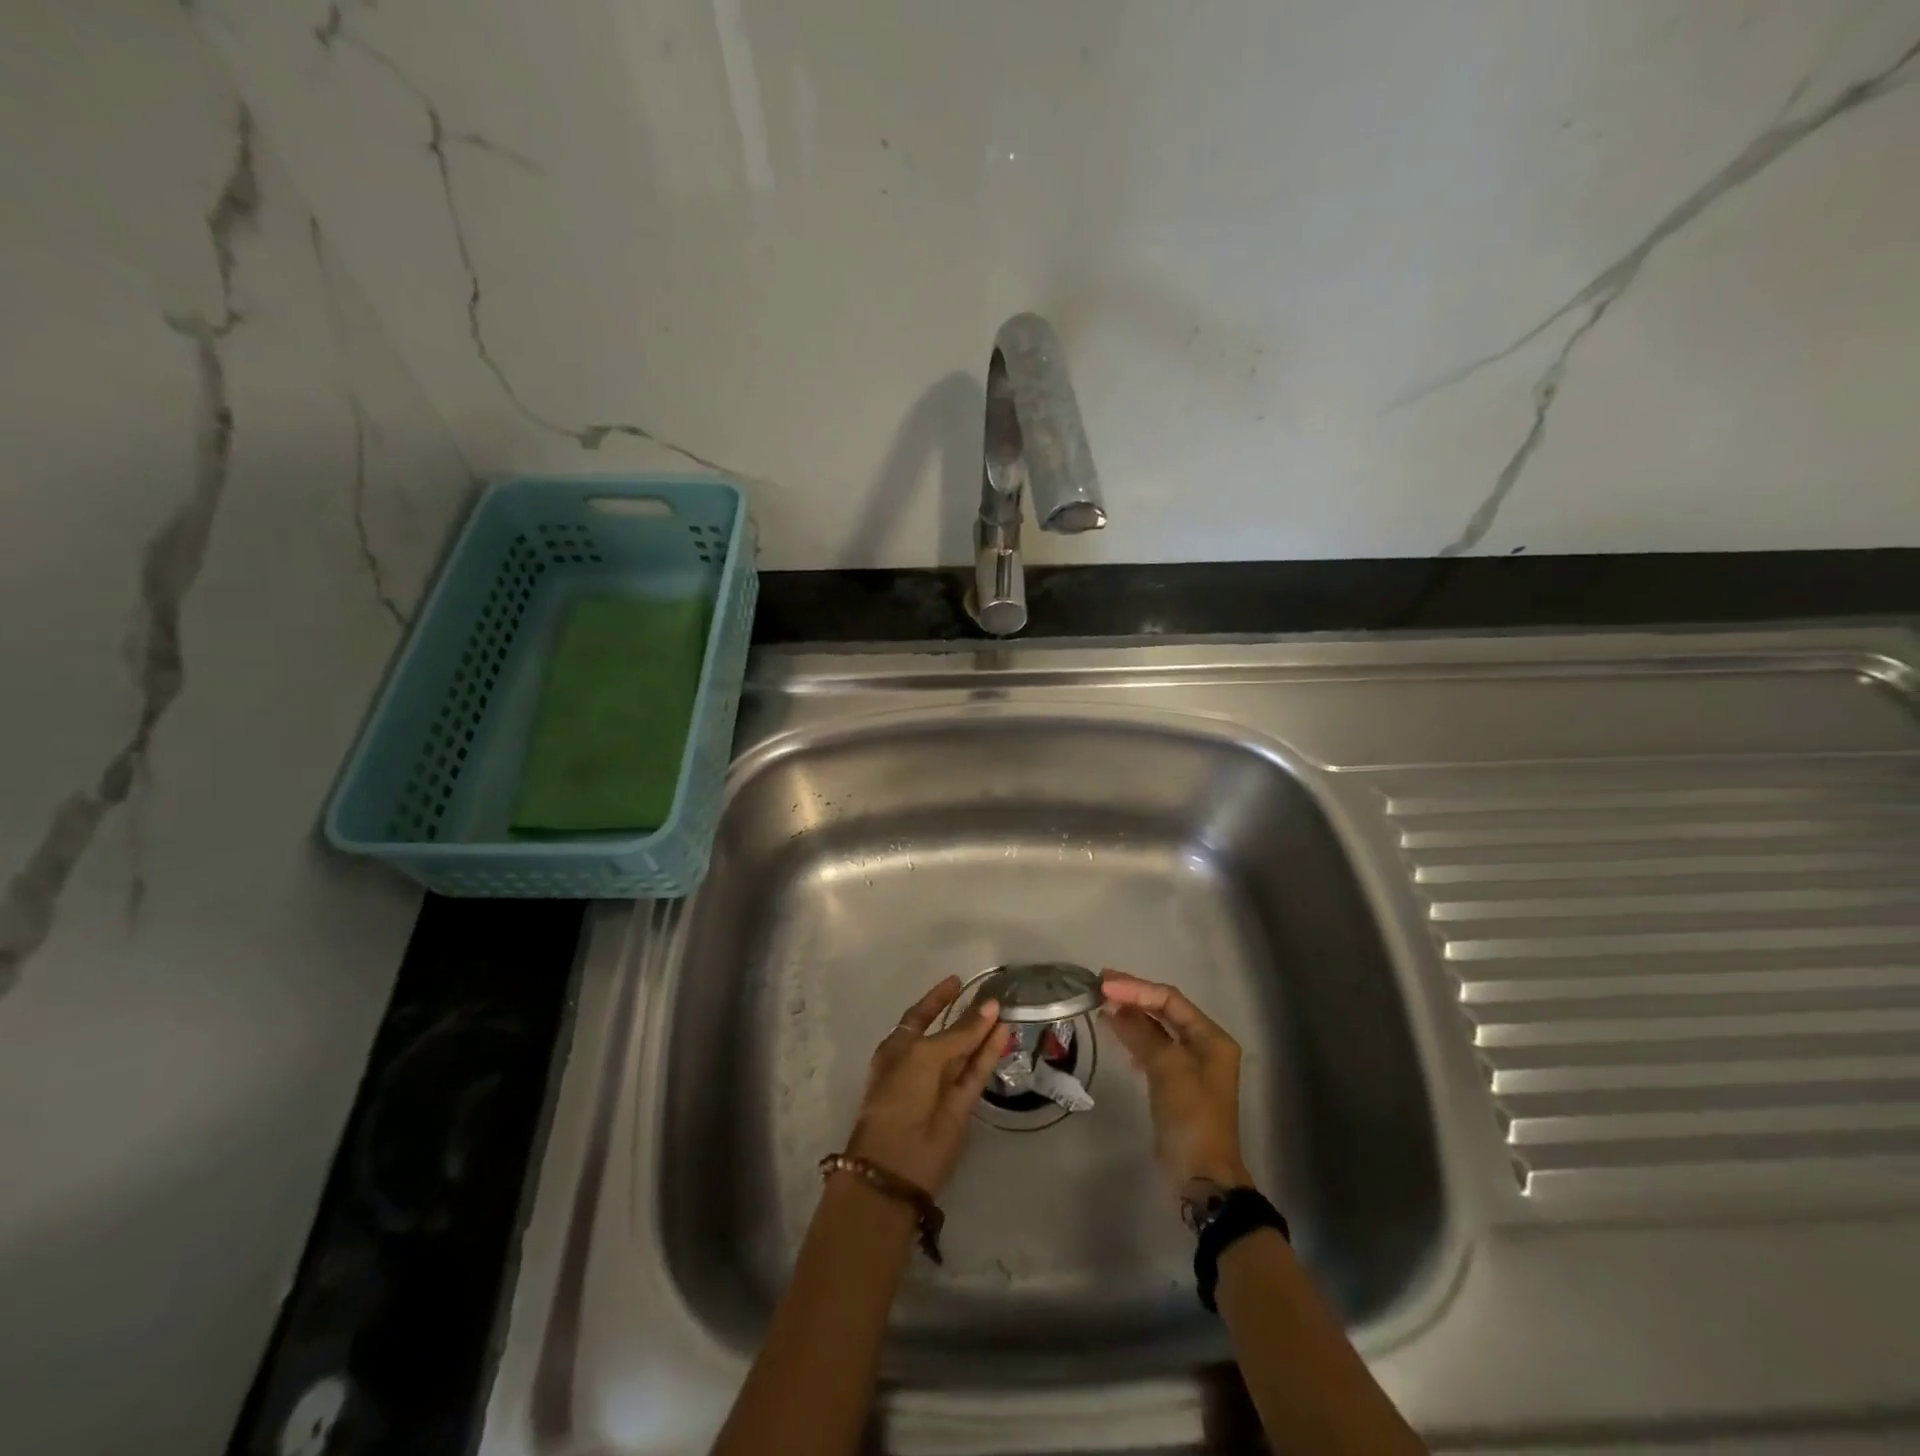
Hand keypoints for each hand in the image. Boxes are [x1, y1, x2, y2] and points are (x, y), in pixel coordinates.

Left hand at [843, 976, 1010, 1195]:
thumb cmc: (899, 1095)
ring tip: (1005, 1008)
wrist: (898, 1161)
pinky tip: (1005, 1033)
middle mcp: (919, 1064)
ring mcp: (941, 1085)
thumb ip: (960, 1033)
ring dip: (983, 1032)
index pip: (920, 1016)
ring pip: (965, 1052)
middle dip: (967, 1015)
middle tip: (992, 995)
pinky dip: (990, 1053)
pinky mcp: (962, 1105)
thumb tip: (990, 1007)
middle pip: (946, 1033)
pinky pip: (977, 1072)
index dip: (938, 998)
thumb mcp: (925, 1055)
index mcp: (898, 1049)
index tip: (957, 980)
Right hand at [1101, 970, 1250, 1189]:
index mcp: (1211, 1038)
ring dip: (1130, 1015)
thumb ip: (1141, 1032)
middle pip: (1165, 1010)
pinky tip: (1114, 1032)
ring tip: (1101, 1004)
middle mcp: (1204, 1046)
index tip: (1105, 985)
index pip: (1170, 999)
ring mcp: (1189, 1066)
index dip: (1136, 988)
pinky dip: (1132, 1037)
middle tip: (1100, 986)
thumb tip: (1113, 1005)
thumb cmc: (1191, 1117)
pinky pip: (1151, 1049)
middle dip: (1133, 997)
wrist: (1201, 1178)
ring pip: (1156, 1029)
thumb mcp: (1167, 1068)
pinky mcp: (1174, 1085)